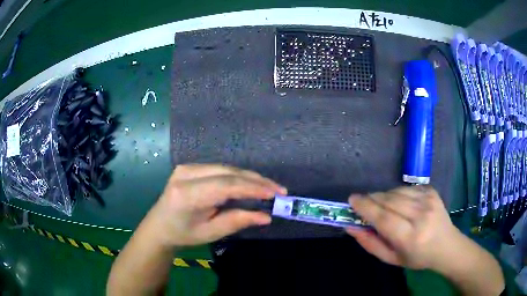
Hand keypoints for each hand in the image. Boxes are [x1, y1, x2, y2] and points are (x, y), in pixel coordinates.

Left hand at [151, 164, 286, 246]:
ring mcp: (187, 167)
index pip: (226, 185)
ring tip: (269, 188)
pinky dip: (238, 176)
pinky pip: (220, 169)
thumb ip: (237, 221)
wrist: (159, 225)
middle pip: (228, 172)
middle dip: (256, 181)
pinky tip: (251, 183)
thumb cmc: (184, 234)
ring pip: (226, 168)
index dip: (253, 188)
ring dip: (250, 177)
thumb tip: (265, 216)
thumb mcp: (211, 233)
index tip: (276, 194)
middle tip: (279, 190)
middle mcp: (185, 174)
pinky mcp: (190, 166)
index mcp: (187, 194)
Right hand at [346, 186, 461, 270]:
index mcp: (409, 237)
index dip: (365, 207)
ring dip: (383, 196)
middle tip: (363, 203)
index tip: (352, 200)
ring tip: (380, 204)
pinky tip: (398, 202)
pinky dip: (397, 193)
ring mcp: (428, 200)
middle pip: (389, 200)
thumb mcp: (391, 259)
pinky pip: (407, 188)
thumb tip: (351, 228)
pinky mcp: (432, 191)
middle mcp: (420, 215)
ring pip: (396, 191)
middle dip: (372, 199)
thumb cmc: (417, 257)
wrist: (447, 245)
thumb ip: (370, 243)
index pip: (383, 217)